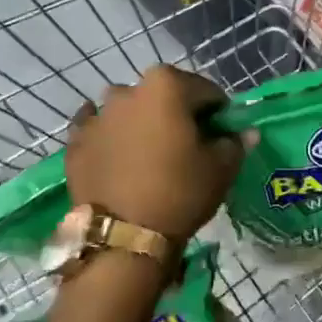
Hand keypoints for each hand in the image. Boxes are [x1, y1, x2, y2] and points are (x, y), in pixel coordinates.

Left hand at [65, 66, 244, 247]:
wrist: (124, 236)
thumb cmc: (181, 193)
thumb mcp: (222, 169)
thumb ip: (236, 142)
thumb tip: (245, 133)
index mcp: (166, 85)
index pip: (206, 91)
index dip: (218, 114)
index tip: (221, 137)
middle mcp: (127, 90)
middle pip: (164, 96)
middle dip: (177, 115)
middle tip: (186, 148)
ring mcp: (97, 115)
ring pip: (129, 111)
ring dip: (142, 124)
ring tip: (150, 156)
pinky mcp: (75, 141)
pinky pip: (98, 130)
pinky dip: (110, 137)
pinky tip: (118, 157)